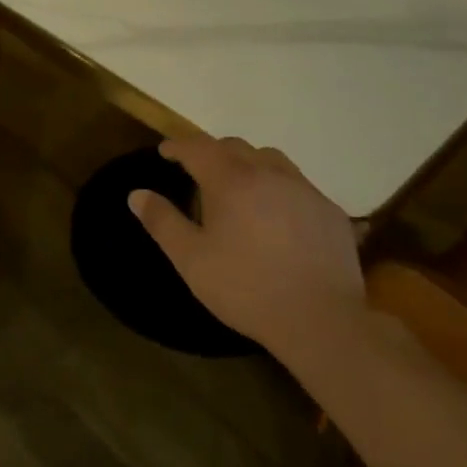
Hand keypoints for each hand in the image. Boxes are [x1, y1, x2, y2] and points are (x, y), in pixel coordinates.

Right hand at [128, 137, 363, 352]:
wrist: (321, 320)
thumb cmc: (246, 288)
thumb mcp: (191, 260)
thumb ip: (162, 222)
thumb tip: (137, 194)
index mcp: (231, 180)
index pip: (198, 147)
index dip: (178, 146)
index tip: (165, 152)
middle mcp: (269, 173)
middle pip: (235, 147)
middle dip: (212, 153)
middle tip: (198, 173)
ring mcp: (305, 190)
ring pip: (271, 160)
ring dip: (248, 164)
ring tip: (240, 188)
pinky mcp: (330, 211)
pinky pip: (298, 185)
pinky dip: (279, 188)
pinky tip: (278, 217)